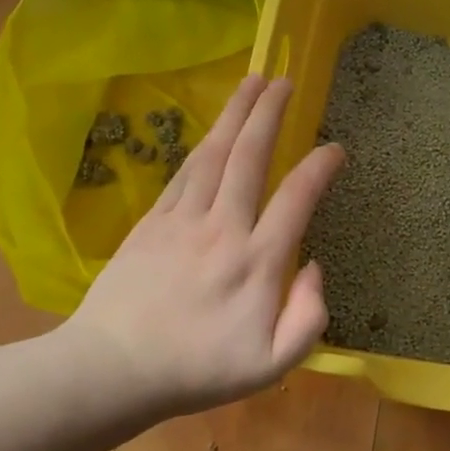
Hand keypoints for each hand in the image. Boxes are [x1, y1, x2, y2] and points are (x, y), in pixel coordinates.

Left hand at [62, 75, 343, 412]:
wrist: (114, 369)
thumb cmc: (198, 370)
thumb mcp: (271, 366)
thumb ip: (308, 319)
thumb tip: (315, 268)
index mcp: (257, 263)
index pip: (296, 199)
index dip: (319, 167)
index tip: (335, 148)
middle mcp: (223, 229)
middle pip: (250, 158)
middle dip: (270, 114)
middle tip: (286, 80)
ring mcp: (183, 221)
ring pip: (215, 155)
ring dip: (236, 114)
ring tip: (253, 82)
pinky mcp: (152, 222)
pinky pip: (184, 173)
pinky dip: (203, 145)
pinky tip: (213, 130)